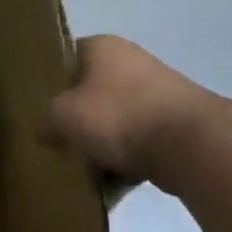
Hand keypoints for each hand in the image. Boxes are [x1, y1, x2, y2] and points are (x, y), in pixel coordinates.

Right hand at [45, 36, 216, 189]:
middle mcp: (131, 61)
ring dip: (101, 144)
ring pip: (115, 119)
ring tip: (85, 169)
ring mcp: (159, 92)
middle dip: (77, 119)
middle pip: (91, 92)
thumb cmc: (117, 117)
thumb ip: (45, 121)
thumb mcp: (62, 117)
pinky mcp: (177, 123)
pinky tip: (112, 183)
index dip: (50, 83)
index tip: (40, 109)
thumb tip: (45, 130)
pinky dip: (126, 160)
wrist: (191, 145)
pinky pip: (139, 141)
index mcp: (102, 47)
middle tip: (59, 142)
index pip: (66, 58)